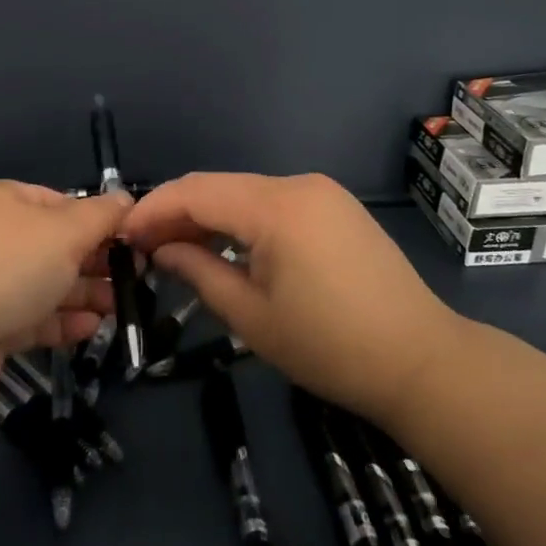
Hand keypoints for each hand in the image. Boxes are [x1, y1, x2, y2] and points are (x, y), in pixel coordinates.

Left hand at [0, 180, 130, 405]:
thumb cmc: (7, 266)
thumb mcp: (64, 231)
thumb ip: (101, 215)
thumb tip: (126, 199)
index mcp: (9, 200)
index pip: (65, 204)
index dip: (102, 222)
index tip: (137, 244)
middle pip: (59, 245)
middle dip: (98, 262)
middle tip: (136, 280)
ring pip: (49, 283)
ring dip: (86, 294)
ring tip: (122, 308)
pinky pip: (35, 317)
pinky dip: (63, 321)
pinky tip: (92, 329)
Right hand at [124, 173, 462, 426]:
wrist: (423, 361)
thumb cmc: (330, 346)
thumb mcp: (252, 316)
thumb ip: (198, 272)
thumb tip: (162, 250)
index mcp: (276, 206)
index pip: (196, 191)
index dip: (153, 209)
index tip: (123, 236)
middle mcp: (297, 184)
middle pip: (220, 187)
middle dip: (177, 213)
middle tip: (144, 248)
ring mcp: (321, 192)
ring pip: (245, 194)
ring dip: (209, 218)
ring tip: (178, 251)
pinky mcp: (335, 207)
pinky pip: (274, 204)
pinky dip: (242, 222)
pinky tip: (226, 248)